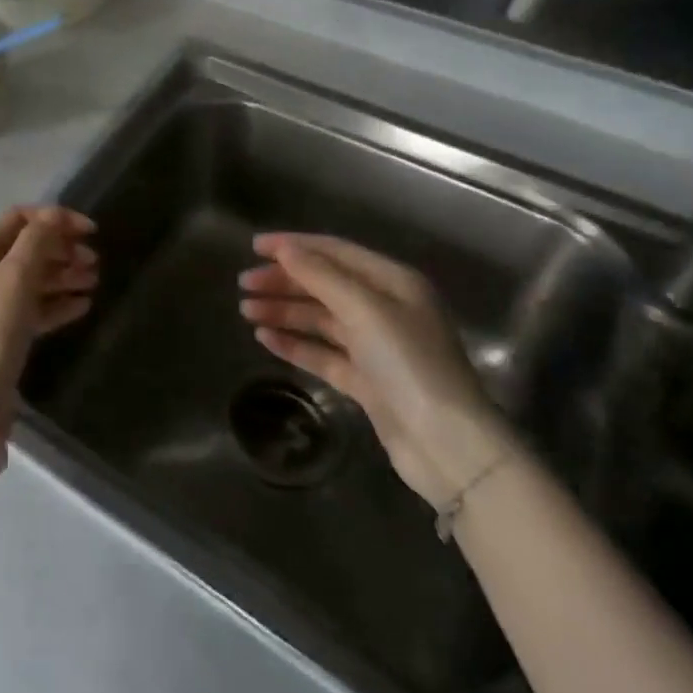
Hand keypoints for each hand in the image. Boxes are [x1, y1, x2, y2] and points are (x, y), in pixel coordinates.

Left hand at [0, 206, 97, 418]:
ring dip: (65, 275)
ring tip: (94, 281)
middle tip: (93, 261)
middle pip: (29, 249)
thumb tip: (55, 214)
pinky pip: (37, 308)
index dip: (55, 218)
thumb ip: (37, 240)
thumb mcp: (15, 276)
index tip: (89, 231)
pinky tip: (83, 305)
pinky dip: (59, 303)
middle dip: (63, 249)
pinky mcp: (6, 333)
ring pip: (35, 279)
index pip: (20, 219)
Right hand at [239, 233, 512, 509]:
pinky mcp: (367, 381)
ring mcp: (376, 347)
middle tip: (243, 284)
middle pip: (325, 284)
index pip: (335, 252)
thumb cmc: (409, 364)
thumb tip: (284, 249)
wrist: (448, 447)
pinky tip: (265, 339)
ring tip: (246, 311)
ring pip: (320, 319)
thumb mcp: (365, 310)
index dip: (294, 246)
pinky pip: (323, 353)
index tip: (253, 246)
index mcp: (393, 282)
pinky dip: (295, 344)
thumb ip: (321, 276)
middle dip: (284, 281)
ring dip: (284, 311)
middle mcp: (385, 309)